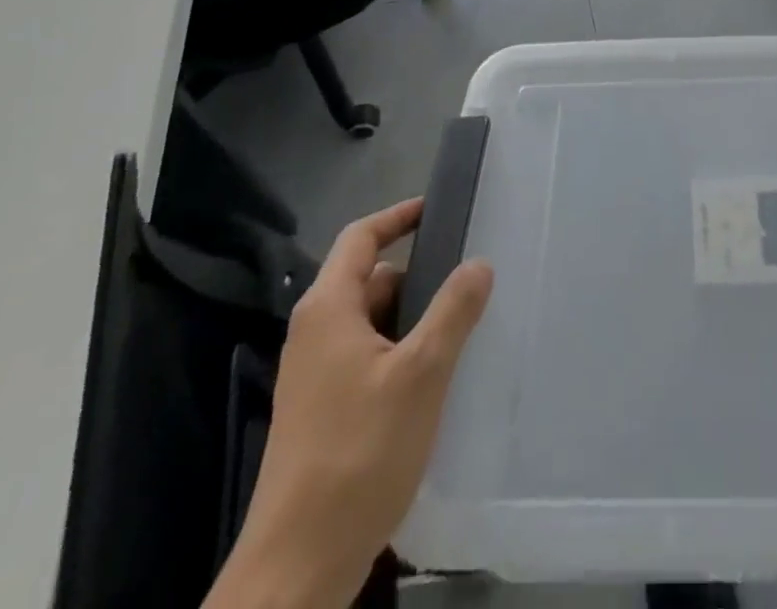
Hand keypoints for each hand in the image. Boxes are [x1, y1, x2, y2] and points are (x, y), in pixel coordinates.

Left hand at [207, 199, 493, 608]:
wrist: (298, 567)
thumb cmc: (359, 453)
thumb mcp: (421, 373)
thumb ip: (453, 310)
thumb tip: (478, 263)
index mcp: (328, 309)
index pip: (361, 237)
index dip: (398, 216)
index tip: (438, 208)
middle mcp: (315, 333)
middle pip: (371, 280)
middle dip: (419, 277)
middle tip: (470, 281)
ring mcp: (315, 375)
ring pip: (373, 323)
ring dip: (414, 320)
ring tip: (463, 330)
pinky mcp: (323, 411)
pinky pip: (368, 358)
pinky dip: (401, 353)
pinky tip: (435, 380)